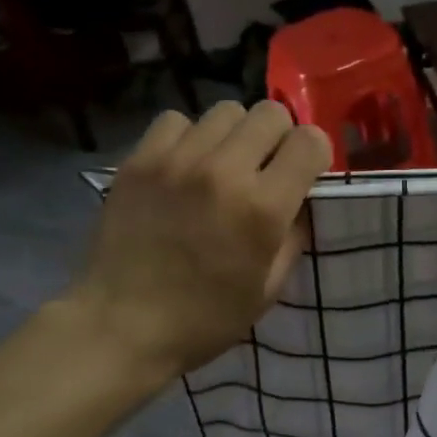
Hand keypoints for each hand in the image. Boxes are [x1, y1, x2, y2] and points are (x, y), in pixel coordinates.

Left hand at [68, 101, 331, 384]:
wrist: (121, 326)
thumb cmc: (205, 319)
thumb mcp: (269, 288)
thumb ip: (294, 235)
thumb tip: (299, 198)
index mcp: (262, 208)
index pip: (309, 141)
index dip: (315, 153)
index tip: (305, 173)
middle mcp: (224, 172)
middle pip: (270, 112)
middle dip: (279, 137)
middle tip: (265, 167)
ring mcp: (177, 161)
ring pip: (225, 111)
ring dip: (235, 135)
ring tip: (223, 164)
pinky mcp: (139, 160)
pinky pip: (176, 120)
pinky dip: (189, 137)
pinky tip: (185, 166)